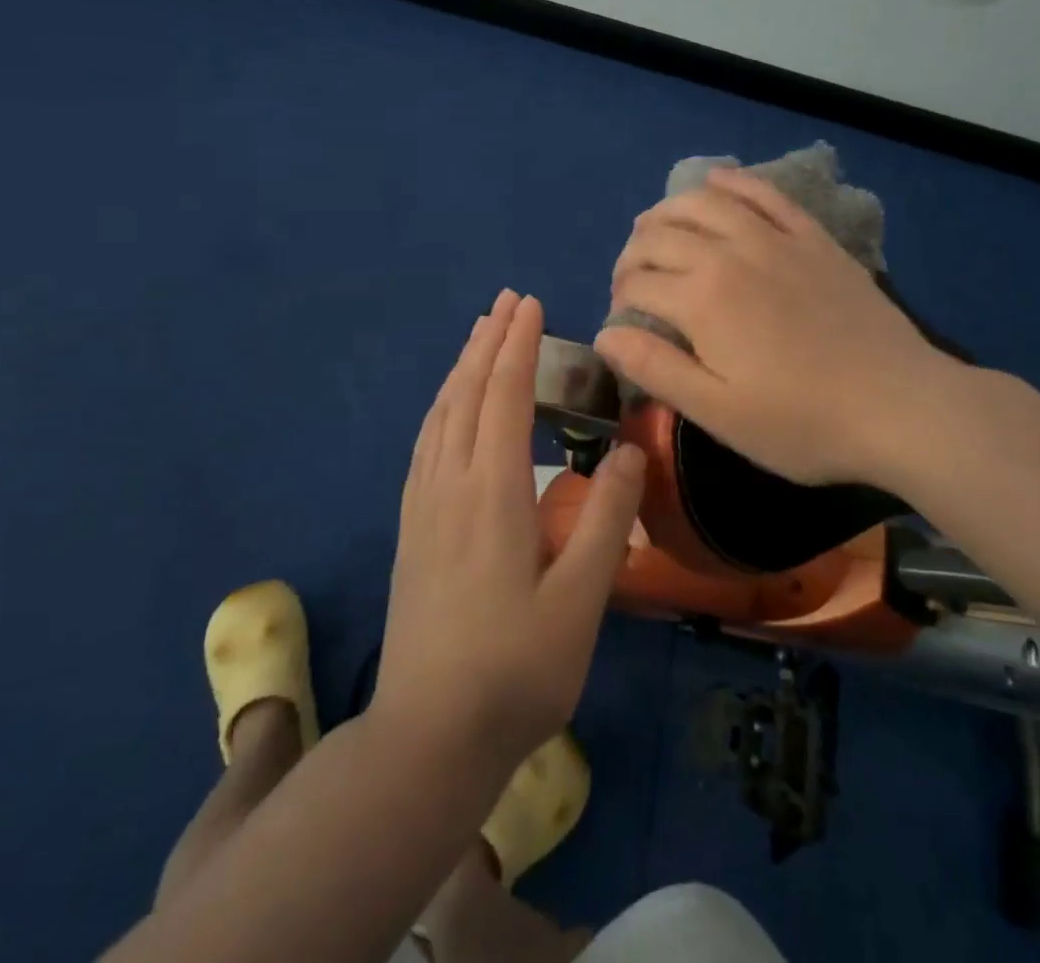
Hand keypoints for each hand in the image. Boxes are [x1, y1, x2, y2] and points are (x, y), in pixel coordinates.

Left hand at [374, 290, 645, 765]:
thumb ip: (607, 519)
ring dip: (462, 368)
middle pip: (467, 393)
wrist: (428, 736)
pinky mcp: (411, 528)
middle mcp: (450, 484)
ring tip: (479, 337)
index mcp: (492, 492)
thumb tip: (628, 449)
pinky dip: (441, 406)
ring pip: (440, 415)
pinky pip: (425, 442)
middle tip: (507, 302)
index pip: (504, 396)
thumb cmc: (517, 669)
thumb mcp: (581, 600)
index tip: (531, 305)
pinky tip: (447, 408)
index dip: (518, 347)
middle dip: (488, 342)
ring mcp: (423, 506)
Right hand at [596, 166, 966, 487]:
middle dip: (633, 254)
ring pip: (704, 202)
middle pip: (661, 235)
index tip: (623, 323)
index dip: (619, 298)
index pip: (637, 282)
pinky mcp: (811, 238)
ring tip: (656, 229)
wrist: (900, 406)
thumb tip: (606, 334)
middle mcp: (729, 253)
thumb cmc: (802, 423)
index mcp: (701, 299)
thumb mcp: (719, 413)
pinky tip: (716, 182)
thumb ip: (656, 369)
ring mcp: (774, 239)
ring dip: (668, 210)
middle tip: (632, 282)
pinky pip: (764, 194)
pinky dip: (733, 183)